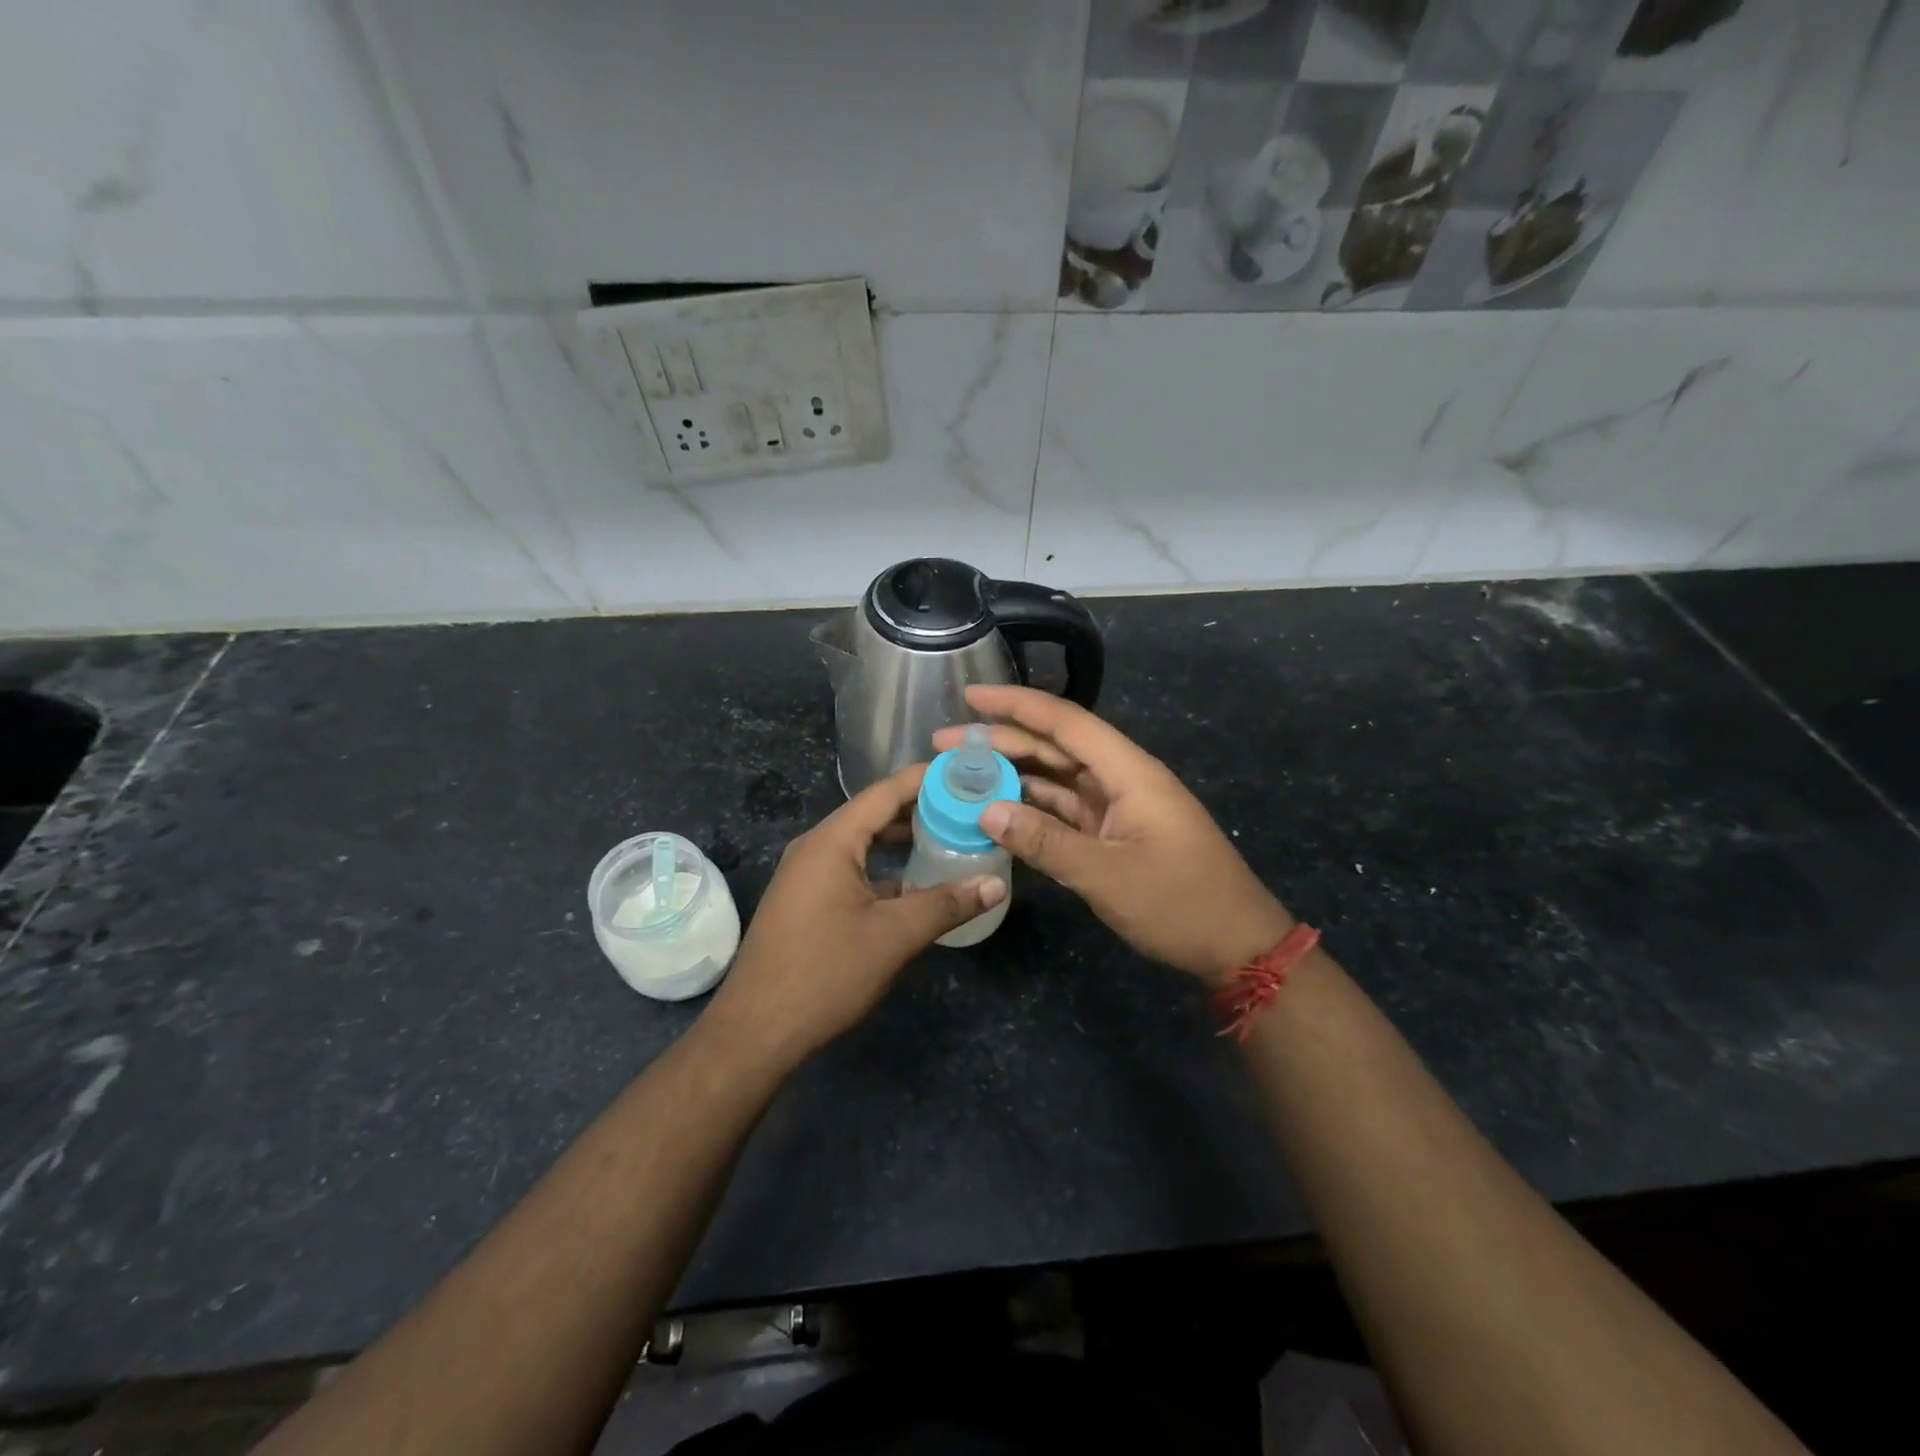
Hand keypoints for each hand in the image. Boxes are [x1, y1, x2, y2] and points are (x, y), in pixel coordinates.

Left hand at [700, 764, 1006, 1070]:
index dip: (927, 779)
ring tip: (951, 838)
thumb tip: (997, 885)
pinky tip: (915, 882)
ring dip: (903, 839)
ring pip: (863, 843)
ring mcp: (806, 874)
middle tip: (970, 808)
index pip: (886, 792)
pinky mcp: (806, 900)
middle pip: (874, 813)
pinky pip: (851, 867)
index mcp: (832, 841)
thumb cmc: (825, 972)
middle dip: (921, 808)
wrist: (756, 1030)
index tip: (968, 774)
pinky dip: (884, 867)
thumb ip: (946, 904)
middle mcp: (816, 847)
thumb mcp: (894, 936)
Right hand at [934, 685, 1291, 982]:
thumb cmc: (1180, 904)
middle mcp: (1121, 778)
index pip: (1065, 722)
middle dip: (1001, 740)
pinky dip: (1031, 808)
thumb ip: (1045, 841)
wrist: (1236, 945)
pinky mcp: (1114, 832)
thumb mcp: (1107, 876)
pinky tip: (997, 810)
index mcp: (1128, 772)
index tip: (969, 695)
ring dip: (1012, 773)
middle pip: (1054, 746)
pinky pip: (1064, 809)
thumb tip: (987, 810)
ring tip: (961, 774)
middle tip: (944, 745)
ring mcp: (1118, 806)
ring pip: (1056, 777)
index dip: (1016, 704)